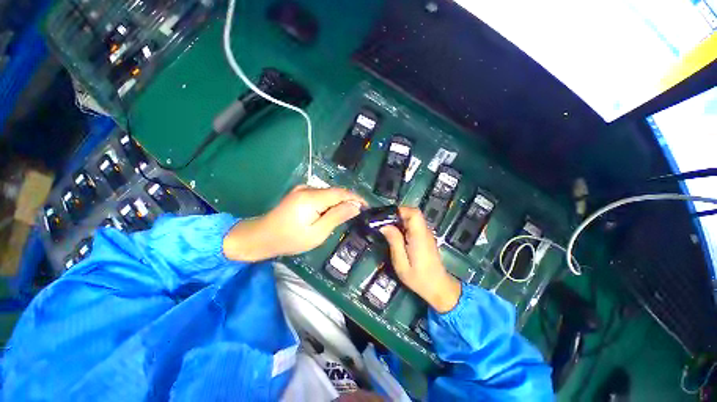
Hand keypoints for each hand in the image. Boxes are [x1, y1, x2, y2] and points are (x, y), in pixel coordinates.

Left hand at [223, 186, 366, 261]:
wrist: (261, 236)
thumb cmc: (289, 239)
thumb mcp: (317, 233)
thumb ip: (337, 217)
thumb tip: (356, 206)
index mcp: (311, 198)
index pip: (341, 193)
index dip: (356, 198)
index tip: (367, 206)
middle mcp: (307, 188)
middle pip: (335, 192)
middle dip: (348, 202)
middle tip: (357, 216)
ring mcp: (302, 189)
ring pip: (329, 194)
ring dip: (338, 203)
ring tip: (343, 217)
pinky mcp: (300, 193)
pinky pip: (321, 196)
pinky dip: (329, 204)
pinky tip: (328, 215)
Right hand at [380, 207, 460, 312]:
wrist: (438, 288)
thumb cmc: (418, 278)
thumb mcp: (401, 263)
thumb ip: (394, 242)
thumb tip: (384, 226)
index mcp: (419, 236)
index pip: (414, 213)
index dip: (400, 210)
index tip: (387, 217)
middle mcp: (425, 232)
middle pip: (413, 214)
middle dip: (397, 216)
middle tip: (384, 225)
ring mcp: (426, 234)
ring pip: (413, 219)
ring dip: (400, 221)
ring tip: (388, 231)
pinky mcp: (425, 238)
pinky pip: (414, 226)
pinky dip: (404, 227)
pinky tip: (397, 237)